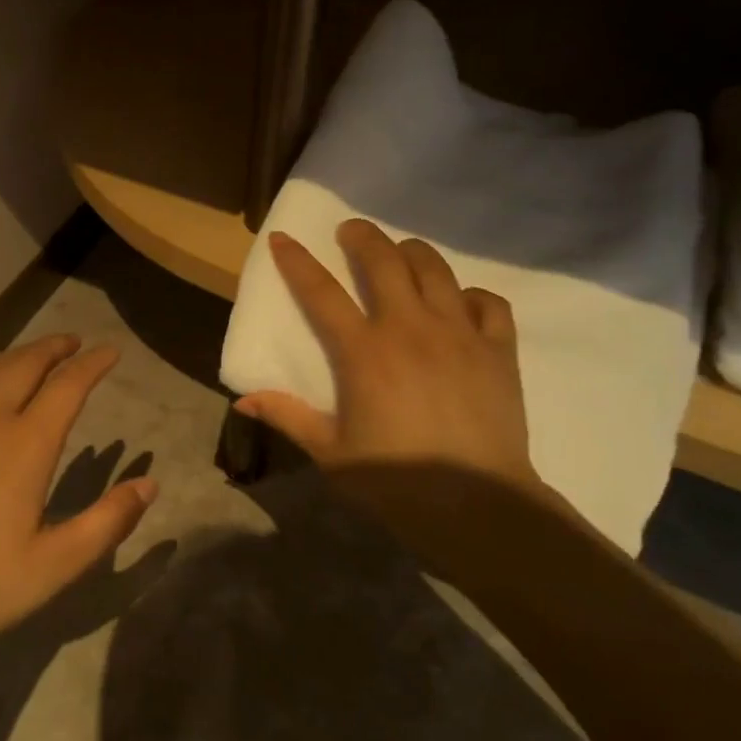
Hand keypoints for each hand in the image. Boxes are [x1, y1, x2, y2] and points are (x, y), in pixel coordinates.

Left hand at [0, 334, 156, 667]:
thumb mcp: (53, 567)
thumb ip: (106, 522)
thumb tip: (149, 484)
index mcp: (24, 445)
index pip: (67, 387)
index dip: (92, 364)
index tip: (110, 351)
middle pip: (23, 366)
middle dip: (52, 348)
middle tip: (71, 341)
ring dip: (10, 358)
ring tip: (26, 356)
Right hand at [236, 220, 546, 498]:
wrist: (478, 508)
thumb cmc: (396, 482)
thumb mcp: (331, 453)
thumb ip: (288, 417)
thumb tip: (242, 400)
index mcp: (364, 352)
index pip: (321, 292)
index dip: (297, 261)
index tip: (281, 237)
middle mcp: (410, 329)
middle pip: (384, 261)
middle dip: (363, 237)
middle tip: (351, 232)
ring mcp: (459, 334)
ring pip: (436, 271)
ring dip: (413, 253)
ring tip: (401, 253)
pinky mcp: (499, 350)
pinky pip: (489, 304)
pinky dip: (471, 295)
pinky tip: (460, 303)